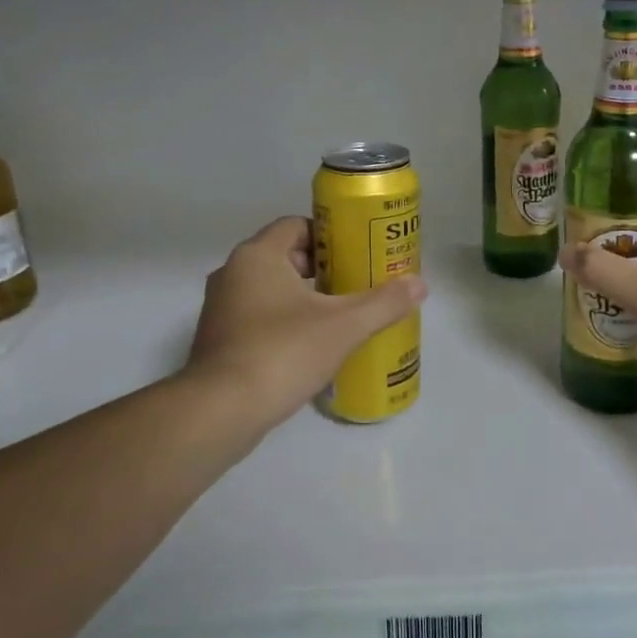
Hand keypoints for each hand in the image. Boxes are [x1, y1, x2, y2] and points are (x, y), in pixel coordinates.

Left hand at [185, 216, 426, 431]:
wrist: (220, 412)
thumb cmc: (282, 352)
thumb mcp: (343, 326)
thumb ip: (383, 303)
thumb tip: (420, 284)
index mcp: (257, 256)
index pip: (296, 225)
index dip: (329, 236)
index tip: (356, 255)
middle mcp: (232, 273)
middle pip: (285, 256)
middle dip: (321, 269)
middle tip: (354, 286)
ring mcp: (220, 308)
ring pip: (270, 289)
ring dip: (302, 298)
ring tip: (338, 317)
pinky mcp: (217, 339)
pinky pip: (256, 317)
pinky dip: (282, 322)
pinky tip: (309, 347)